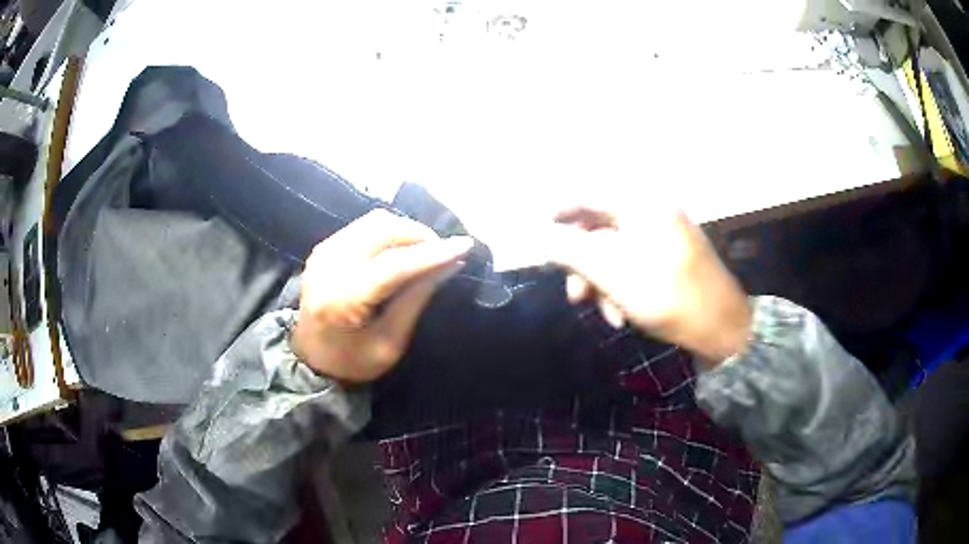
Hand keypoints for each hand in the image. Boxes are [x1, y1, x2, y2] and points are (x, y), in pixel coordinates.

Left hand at [292, 210, 472, 382]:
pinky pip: (364, 226)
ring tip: (425, 250)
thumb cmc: (352, 361)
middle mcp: (328, 266)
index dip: (432, 253)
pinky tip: (401, 249)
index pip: (393, 265)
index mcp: (342, 300)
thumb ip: (416, 299)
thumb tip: (449, 265)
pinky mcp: (325, 247)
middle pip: (383, 230)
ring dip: (406, 230)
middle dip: (420, 235)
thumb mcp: (390, 343)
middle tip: (443, 252)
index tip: (465, 245)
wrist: (309, 358)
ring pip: (374, 221)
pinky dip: (389, 232)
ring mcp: (324, 252)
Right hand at [548, 204, 750, 364]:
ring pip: (615, 250)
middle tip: (573, 294)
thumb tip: (539, 236)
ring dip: (602, 282)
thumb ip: (570, 250)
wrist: (724, 327)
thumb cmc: (668, 295)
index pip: (586, 194)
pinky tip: (622, 314)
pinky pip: (635, 262)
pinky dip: (622, 286)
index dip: (557, 213)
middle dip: (583, 263)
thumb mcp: (612, 273)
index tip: (538, 237)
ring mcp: (665, 233)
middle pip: (599, 227)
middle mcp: (652, 210)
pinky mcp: (672, 256)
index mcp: (640, 203)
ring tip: (604, 313)